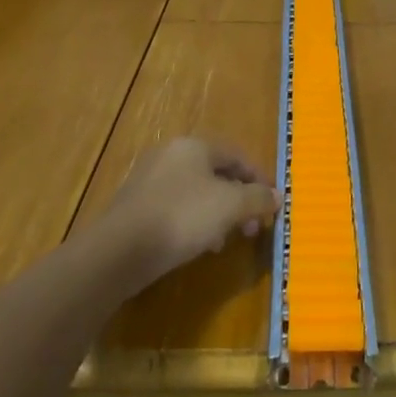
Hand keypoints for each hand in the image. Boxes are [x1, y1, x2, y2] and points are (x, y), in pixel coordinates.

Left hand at [100, 138, 279, 289]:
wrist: (119, 251)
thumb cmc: (182, 217)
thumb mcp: (230, 206)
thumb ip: (257, 198)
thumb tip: (277, 196)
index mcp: (195, 145)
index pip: (237, 155)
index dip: (259, 178)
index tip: (272, 203)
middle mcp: (171, 155)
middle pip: (216, 173)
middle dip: (239, 200)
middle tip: (251, 226)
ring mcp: (150, 180)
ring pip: (196, 192)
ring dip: (218, 214)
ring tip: (226, 240)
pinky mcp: (136, 206)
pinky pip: (176, 208)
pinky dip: (194, 222)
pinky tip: (199, 246)